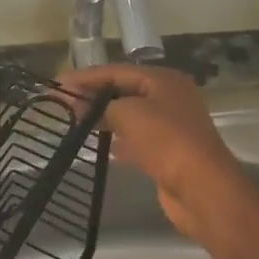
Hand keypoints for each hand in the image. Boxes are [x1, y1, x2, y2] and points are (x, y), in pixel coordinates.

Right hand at [58, 63, 249, 243]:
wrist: (201, 187)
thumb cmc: (165, 140)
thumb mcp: (128, 113)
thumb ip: (102, 104)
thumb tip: (84, 105)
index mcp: (163, 80)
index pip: (117, 71)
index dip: (86, 77)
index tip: (58, 84)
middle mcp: (170, 97)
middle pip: (124, 91)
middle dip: (94, 96)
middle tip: (62, 104)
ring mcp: (172, 126)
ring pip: (130, 115)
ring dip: (105, 118)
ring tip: (75, 121)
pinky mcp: (169, 152)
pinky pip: (138, 139)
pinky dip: (119, 139)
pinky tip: (103, 145)